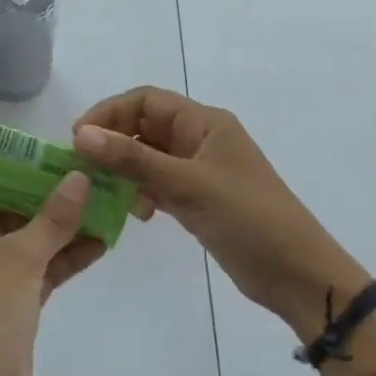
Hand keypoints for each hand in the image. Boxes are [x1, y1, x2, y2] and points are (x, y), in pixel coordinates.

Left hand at [0, 172, 104, 375]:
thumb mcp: (20, 257)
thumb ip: (53, 217)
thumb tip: (79, 177)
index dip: (30, 170)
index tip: (67, 156)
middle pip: (19, 210)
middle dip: (56, 197)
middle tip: (98, 177)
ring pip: (36, 240)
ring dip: (68, 227)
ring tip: (110, 204)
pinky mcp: (17, 301)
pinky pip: (45, 268)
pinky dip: (69, 257)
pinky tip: (102, 241)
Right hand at [72, 86, 367, 339]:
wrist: (297, 274)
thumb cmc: (248, 218)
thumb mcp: (187, 184)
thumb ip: (132, 159)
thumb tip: (80, 134)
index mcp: (204, 123)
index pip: (145, 101)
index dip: (109, 113)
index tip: (78, 139)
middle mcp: (199, 140)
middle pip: (143, 127)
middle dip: (112, 142)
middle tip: (82, 168)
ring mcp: (198, 171)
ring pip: (147, 157)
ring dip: (123, 169)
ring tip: (104, 191)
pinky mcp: (196, 200)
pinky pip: (157, 184)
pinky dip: (140, 192)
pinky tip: (136, 213)